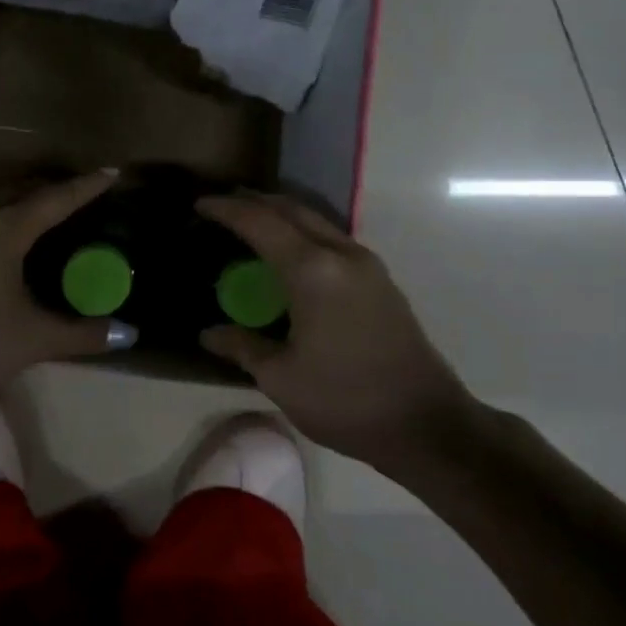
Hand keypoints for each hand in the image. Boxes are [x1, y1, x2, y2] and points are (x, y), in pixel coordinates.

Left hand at [0, 170, 127, 400]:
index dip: (86, 186)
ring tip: (42, 216)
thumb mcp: (32, 340)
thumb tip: (129, 334)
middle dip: (52, 188)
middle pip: (19, 190)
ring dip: (20, 202)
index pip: (55, 199)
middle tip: (79, 195)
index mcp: (3, 230)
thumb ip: (83, 334)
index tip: (112, 172)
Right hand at [197, 193, 471, 465]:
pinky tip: (290, 257)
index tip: (200, 204)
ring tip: (251, 226)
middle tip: (223, 208)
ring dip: (282, 216)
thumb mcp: (281, 377)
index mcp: (313, 271)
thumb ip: (242, 346)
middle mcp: (342, 255)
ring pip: (317, 222)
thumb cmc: (344, 400)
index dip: (227, 210)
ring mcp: (367, 265)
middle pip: (293, 210)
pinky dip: (303, 235)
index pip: (261, 223)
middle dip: (255, 203)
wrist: (424, 423)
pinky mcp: (381, 281)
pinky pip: (333, 240)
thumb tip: (209, 333)